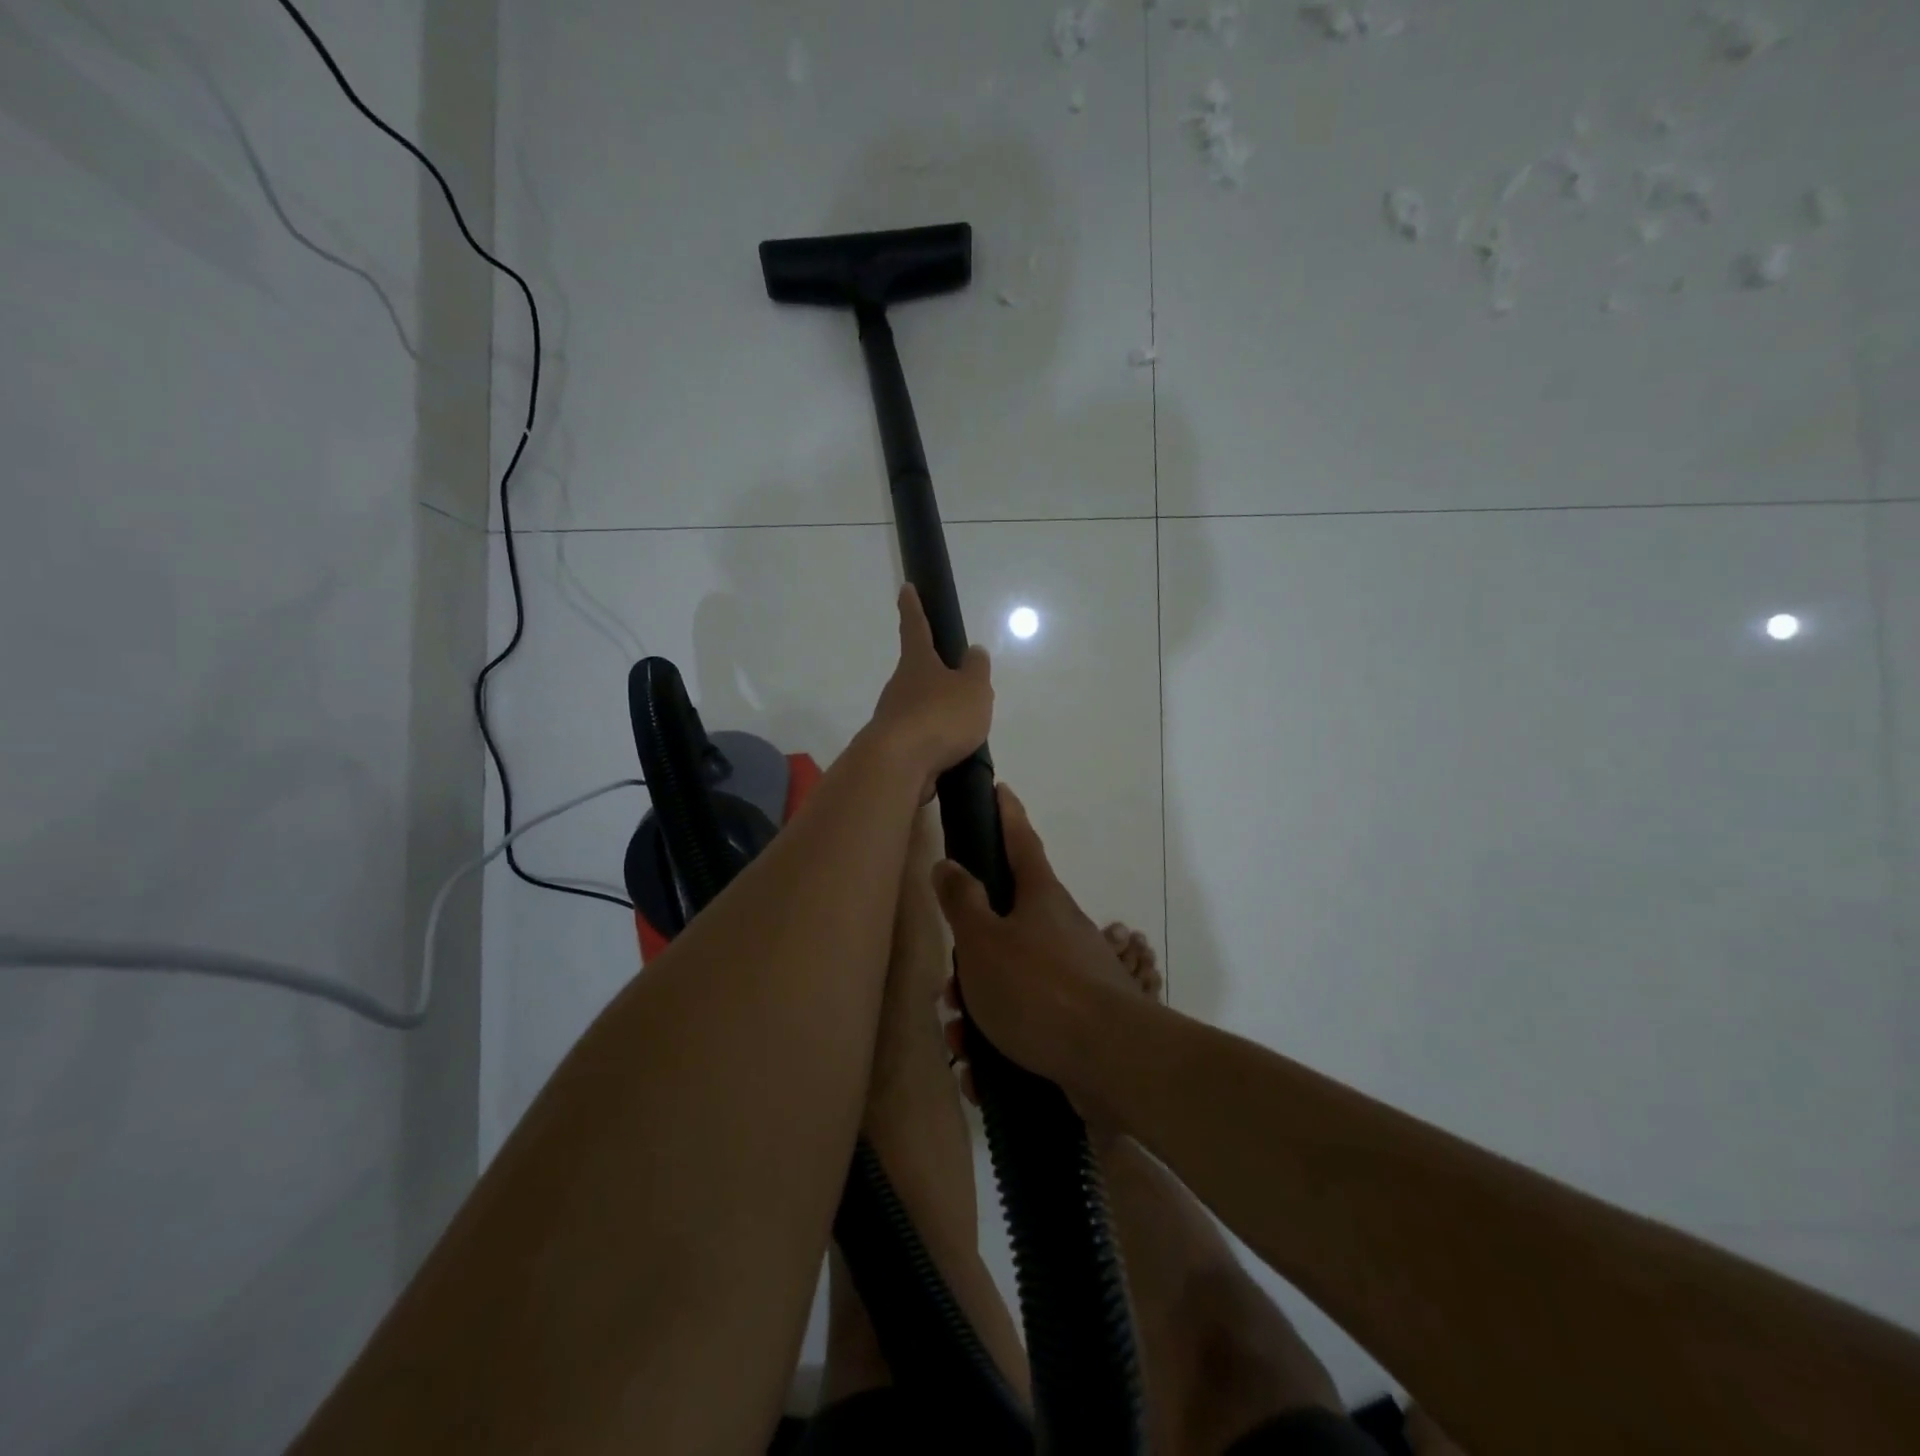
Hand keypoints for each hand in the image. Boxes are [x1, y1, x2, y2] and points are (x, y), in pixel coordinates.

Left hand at [868, 585, 992, 799]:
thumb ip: (977, 670)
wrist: (898, 765)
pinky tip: (951, 756)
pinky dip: (935, 745)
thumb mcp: (973, 689)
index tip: (906, 588)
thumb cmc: (939, 716)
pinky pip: (920, 741)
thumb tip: (974, 652)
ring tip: (965, 730)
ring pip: (919, 709)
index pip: (915, 627)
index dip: (913, 607)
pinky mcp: (894, 749)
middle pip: (917, 673)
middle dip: (935, 675)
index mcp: (918, 663)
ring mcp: (893, 719)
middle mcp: (900, 687)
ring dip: (937, 715)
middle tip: (960, 684)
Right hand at [931, 784, 1136, 1103]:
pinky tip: (981, 1074)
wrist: (1113, 1062)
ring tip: (961, 1044)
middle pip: (1005, 926)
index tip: (1000, 790)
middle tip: (947, 990)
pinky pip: (1026, 1024)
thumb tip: (948, 863)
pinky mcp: (1076, 1020)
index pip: (1020, 841)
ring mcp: (1072, 975)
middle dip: (970, 958)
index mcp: (1040, 897)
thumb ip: (962, 901)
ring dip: (978, 1011)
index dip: (1006, 815)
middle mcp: (1059, 929)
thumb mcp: (984, 941)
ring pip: (1010, 982)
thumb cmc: (1039, 988)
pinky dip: (1000, 1045)